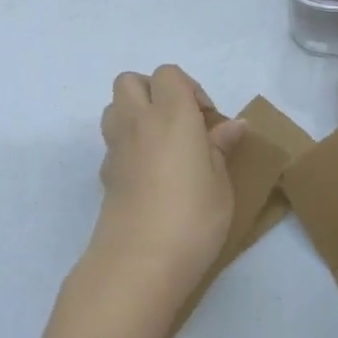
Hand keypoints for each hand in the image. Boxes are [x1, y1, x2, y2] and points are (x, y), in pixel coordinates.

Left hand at [81, 65, 245, 337]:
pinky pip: (114, 143)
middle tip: (180, 124)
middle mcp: (137, 122)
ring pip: (115, 108)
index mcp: (171, 114)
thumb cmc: (192, 217)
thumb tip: (232, 126)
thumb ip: (221, 148)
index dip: (189, 88)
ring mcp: (116, 149)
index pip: (169, 74)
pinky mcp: (105, 176)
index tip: (207, 120)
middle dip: (154, 92)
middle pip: (130, 81)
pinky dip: (129, 146)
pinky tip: (150, 175)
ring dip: (136, 114)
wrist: (139, 263)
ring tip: (163, 145)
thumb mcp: (221, 184)